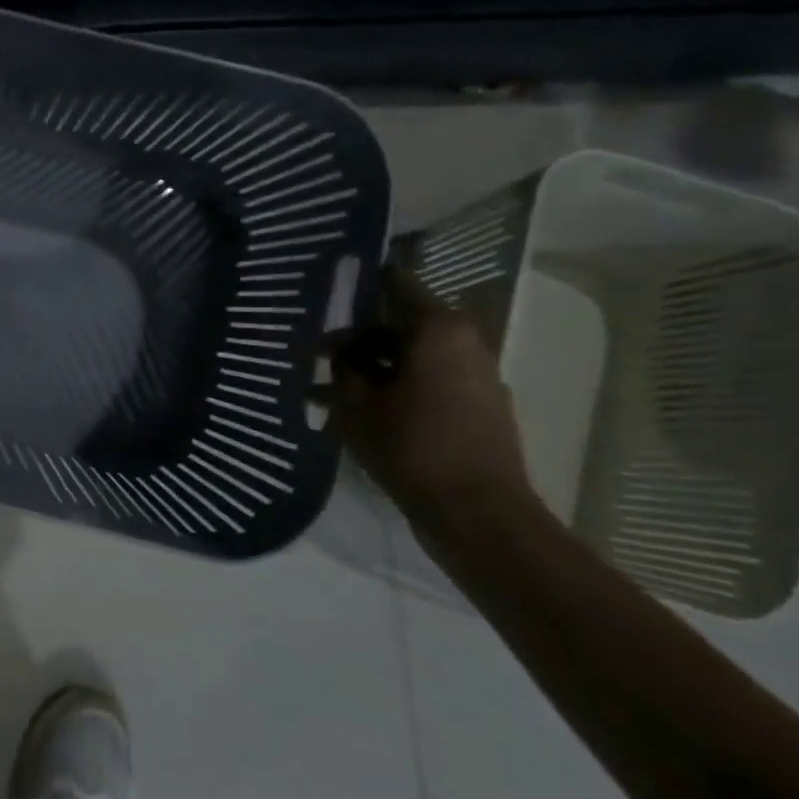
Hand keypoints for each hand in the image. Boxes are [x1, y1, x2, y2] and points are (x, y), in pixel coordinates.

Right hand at [329, 267, 538, 531]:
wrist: (476, 513)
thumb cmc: (411, 447)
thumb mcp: (355, 405)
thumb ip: (342, 369)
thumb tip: (339, 352)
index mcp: (439, 330)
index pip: (396, 284)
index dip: (361, 284)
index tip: (327, 287)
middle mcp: (466, 343)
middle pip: (403, 324)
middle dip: (360, 336)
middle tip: (318, 352)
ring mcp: (478, 377)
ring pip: (415, 357)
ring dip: (376, 366)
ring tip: (332, 387)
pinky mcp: (480, 408)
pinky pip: (431, 383)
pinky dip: (398, 387)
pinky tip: (363, 410)